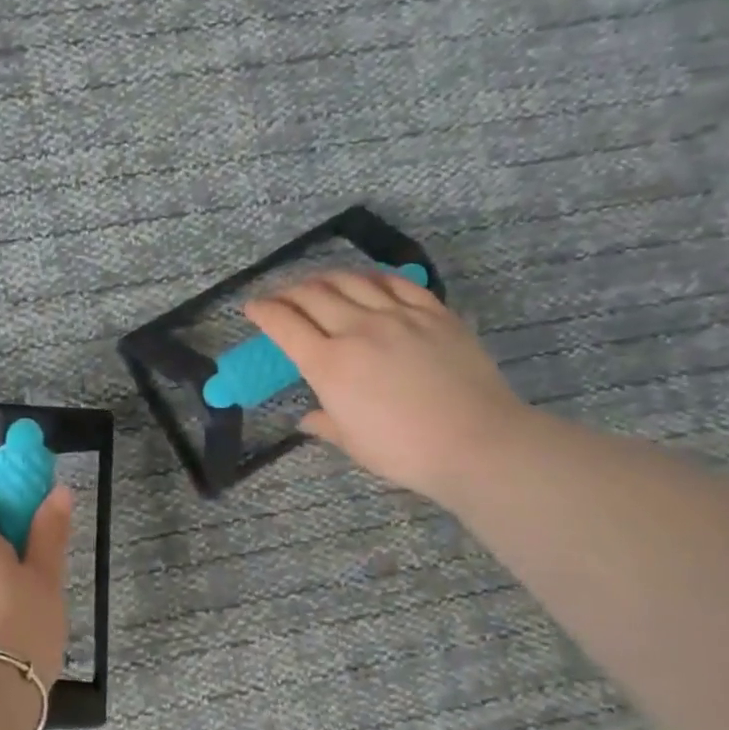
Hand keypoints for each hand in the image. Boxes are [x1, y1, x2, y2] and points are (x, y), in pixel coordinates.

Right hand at [244, 269, 527, 504]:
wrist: (476, 442)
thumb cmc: (405, 452)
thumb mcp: (354, 443)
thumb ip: (325, 424)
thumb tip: (306, 419)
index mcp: (329, 364)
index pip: (284, 325)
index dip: (263, 311)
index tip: (252, 307)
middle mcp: (357, 329)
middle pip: (312, 294)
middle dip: (288, 291)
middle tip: (281, 297)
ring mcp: (398, 315)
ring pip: (351, 281)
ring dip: (326, 278)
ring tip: (318, 284)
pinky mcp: (433, 312)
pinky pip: (396, 283)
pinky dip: (372, 278)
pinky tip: (367, 282)